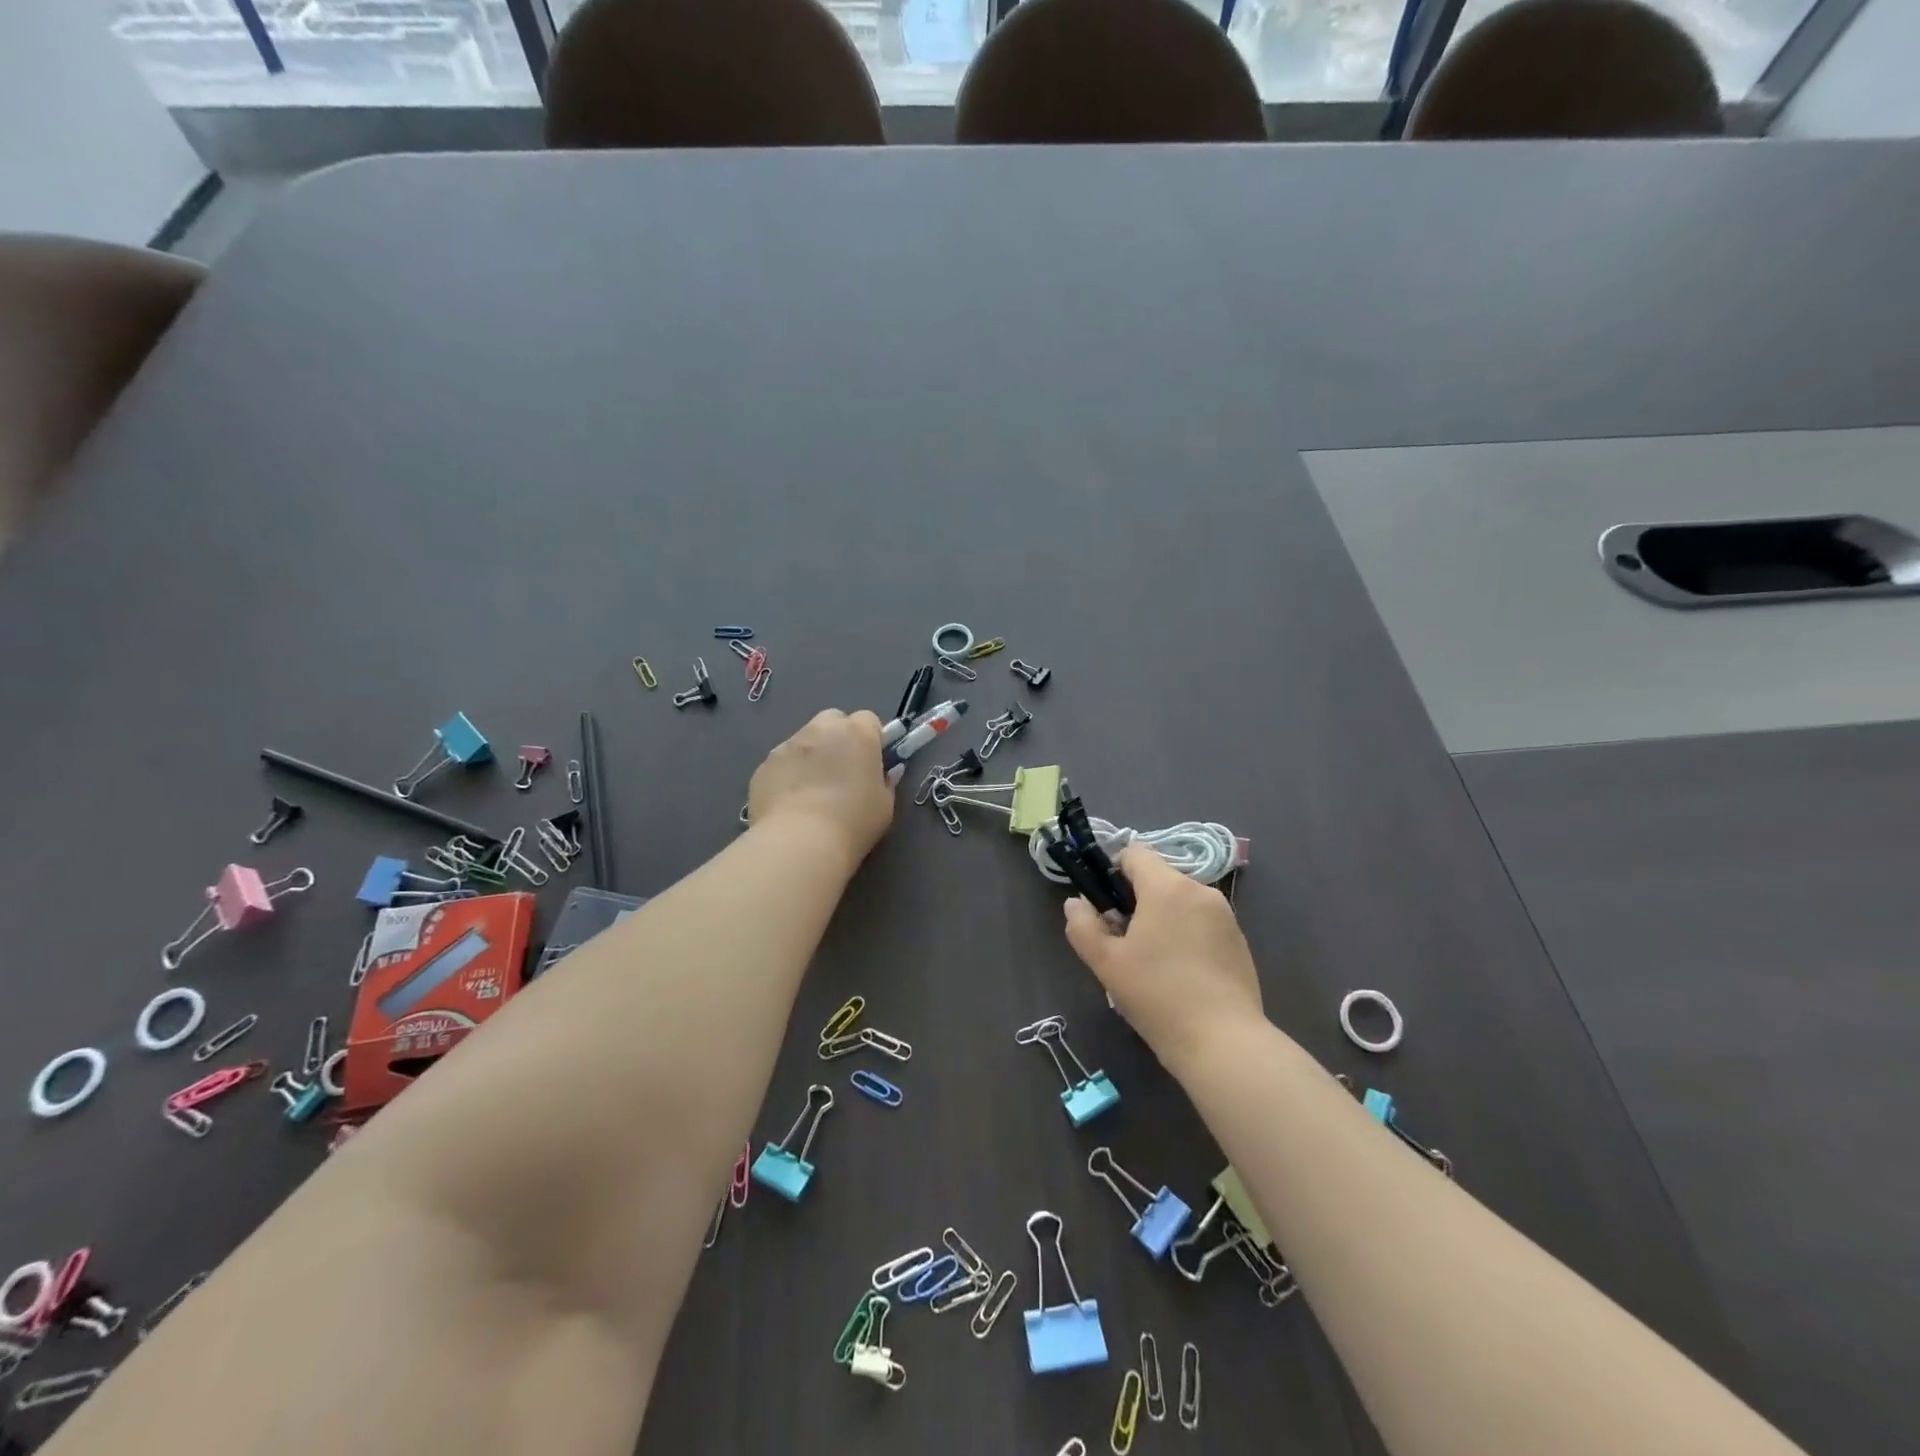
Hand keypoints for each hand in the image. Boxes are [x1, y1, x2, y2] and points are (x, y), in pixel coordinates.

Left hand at [748, 709, 895, 864]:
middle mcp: (821, 729)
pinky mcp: (764, 766)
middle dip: (839, 738)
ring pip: (804, 740)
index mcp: (857, 733)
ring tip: (812, 792)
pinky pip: (781, 763)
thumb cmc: (853, 822)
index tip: (872, 763)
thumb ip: (885, 782)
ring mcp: (787, 745)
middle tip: (842, 771)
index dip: (872, 739)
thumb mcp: (884, 805)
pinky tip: (790, 804)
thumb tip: (883, 774)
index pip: (868, 719)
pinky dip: (787, 775)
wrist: (799, 842)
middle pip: (833, 720)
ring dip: (812, 756)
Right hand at [1063, 844, 1262, 1071]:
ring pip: (1181, 901)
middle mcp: (1200, 891)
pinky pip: (1202, 922)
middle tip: (1123, 942)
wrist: (1224, 1043)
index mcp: (1168, 887)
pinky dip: (1186, 934)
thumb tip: (1075, 903)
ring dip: (1162, 918)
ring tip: (1152, 962)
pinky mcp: (1240, 940)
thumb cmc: (1157, 996)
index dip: (1113, 871)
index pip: (1135, 853)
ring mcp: (1225, 915)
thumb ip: (1083, 926)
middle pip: (1158, 878)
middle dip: (1137, 900)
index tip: (1105, 906)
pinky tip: (1180, 974)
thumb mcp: (1106, 963)